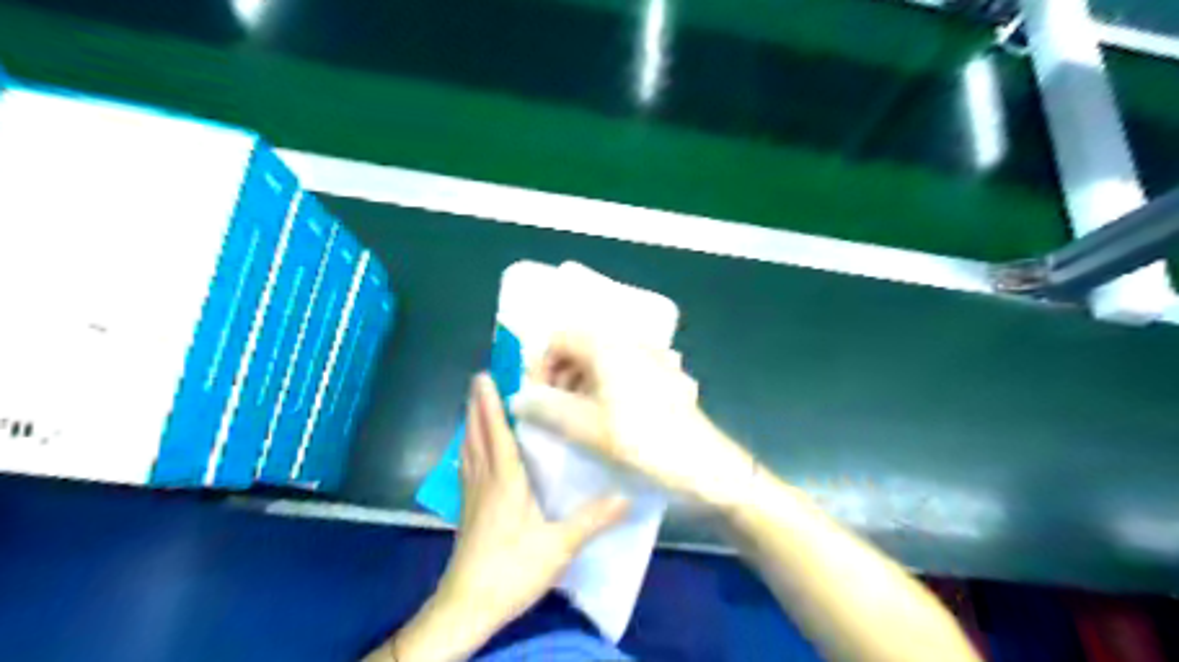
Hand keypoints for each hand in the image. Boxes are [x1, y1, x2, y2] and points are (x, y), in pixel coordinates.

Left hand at [386, 378, 626, 661]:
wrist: (469, 605)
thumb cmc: (513, 570)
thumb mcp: (559, 545)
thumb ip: (592, 518)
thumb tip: (626, 496)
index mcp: (505, 481)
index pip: (497, 433)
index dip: (491, 404)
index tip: (484, 376)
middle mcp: (485, 481)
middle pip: (477, 435)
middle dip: (477, 406)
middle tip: (478, 380)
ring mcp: (472, 496)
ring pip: (469, 450)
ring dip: (471, 424)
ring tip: (474, 405)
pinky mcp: (468, 510)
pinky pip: (467, 466)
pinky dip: (469, 448)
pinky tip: (471, 451)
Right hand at [509, 332, 754, 514]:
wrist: (705, 465)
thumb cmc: (643, 443)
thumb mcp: (587, 429)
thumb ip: (546, 409)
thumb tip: (517, 398)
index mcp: (608, 347)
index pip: (559, 339)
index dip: (541, 366)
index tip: (538, 400)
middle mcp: (629, 342)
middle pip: (580, 347)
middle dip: (561, 376)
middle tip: (556, 411)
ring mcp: (651, 357)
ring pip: (601, 360)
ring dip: (582, 384)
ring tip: (580, 419)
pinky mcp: (663, 376)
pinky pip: (623, 372)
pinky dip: (605, 388)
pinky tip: (609, 418)